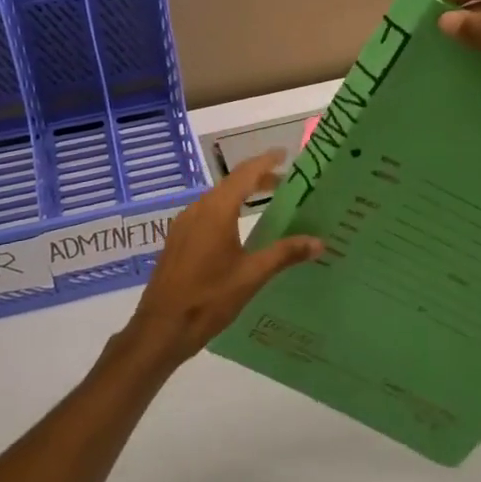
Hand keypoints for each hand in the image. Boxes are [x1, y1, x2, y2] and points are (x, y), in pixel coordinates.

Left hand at [121, 151, 323, 367]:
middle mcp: (198, 209)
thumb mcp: (252, 276)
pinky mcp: (177, 240)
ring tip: (265, 203)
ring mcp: (183, 224)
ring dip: (240, 195)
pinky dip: (226, 211)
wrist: (161, 328)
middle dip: (257, 179)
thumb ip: (285, 254)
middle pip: (231, 184)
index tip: (284, 153)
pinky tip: (237, 229)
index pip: (245, 174)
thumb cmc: (209, 299)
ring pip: (216, 199)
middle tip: (284, 183)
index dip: (265, 161)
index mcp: (216, 211)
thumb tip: (318, 242)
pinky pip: (206, 214)